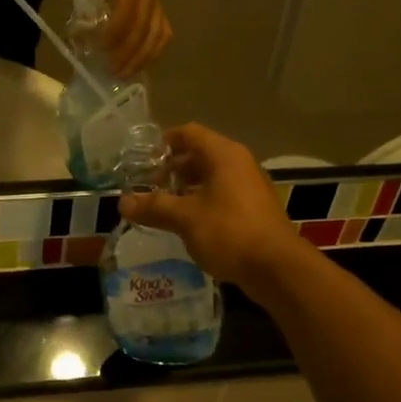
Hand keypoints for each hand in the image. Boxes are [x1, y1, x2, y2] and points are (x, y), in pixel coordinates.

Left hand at [82, 0, 170, 75]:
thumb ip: (87, 0)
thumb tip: (84, 33)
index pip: (128, 8)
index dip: (115, 31)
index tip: (99, 48)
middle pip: (144, 26)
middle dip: (127, 53)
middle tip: (111, 72)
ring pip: (158, 33)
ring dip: (142, 57)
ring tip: (124, 73)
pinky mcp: (160, 5)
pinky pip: (164, 31)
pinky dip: (154, 50)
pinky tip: (140, 63)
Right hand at [120, 124, 306, 289]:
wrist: (277, 268)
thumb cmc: (229, 232)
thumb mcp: (185, 219)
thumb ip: (153, 207)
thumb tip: (123, 203)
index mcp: (223, 155)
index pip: (188, 133)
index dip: (163, 143)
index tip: (143, 161)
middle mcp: (238, 163)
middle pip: (199, 154)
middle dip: (172, 169)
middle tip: (149, 188)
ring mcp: (249, 186)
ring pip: (211, 177)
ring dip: (186, 188)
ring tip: (164, 207)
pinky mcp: (254, 209)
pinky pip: (222, 195)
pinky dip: (202, 202)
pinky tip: (187, 224)